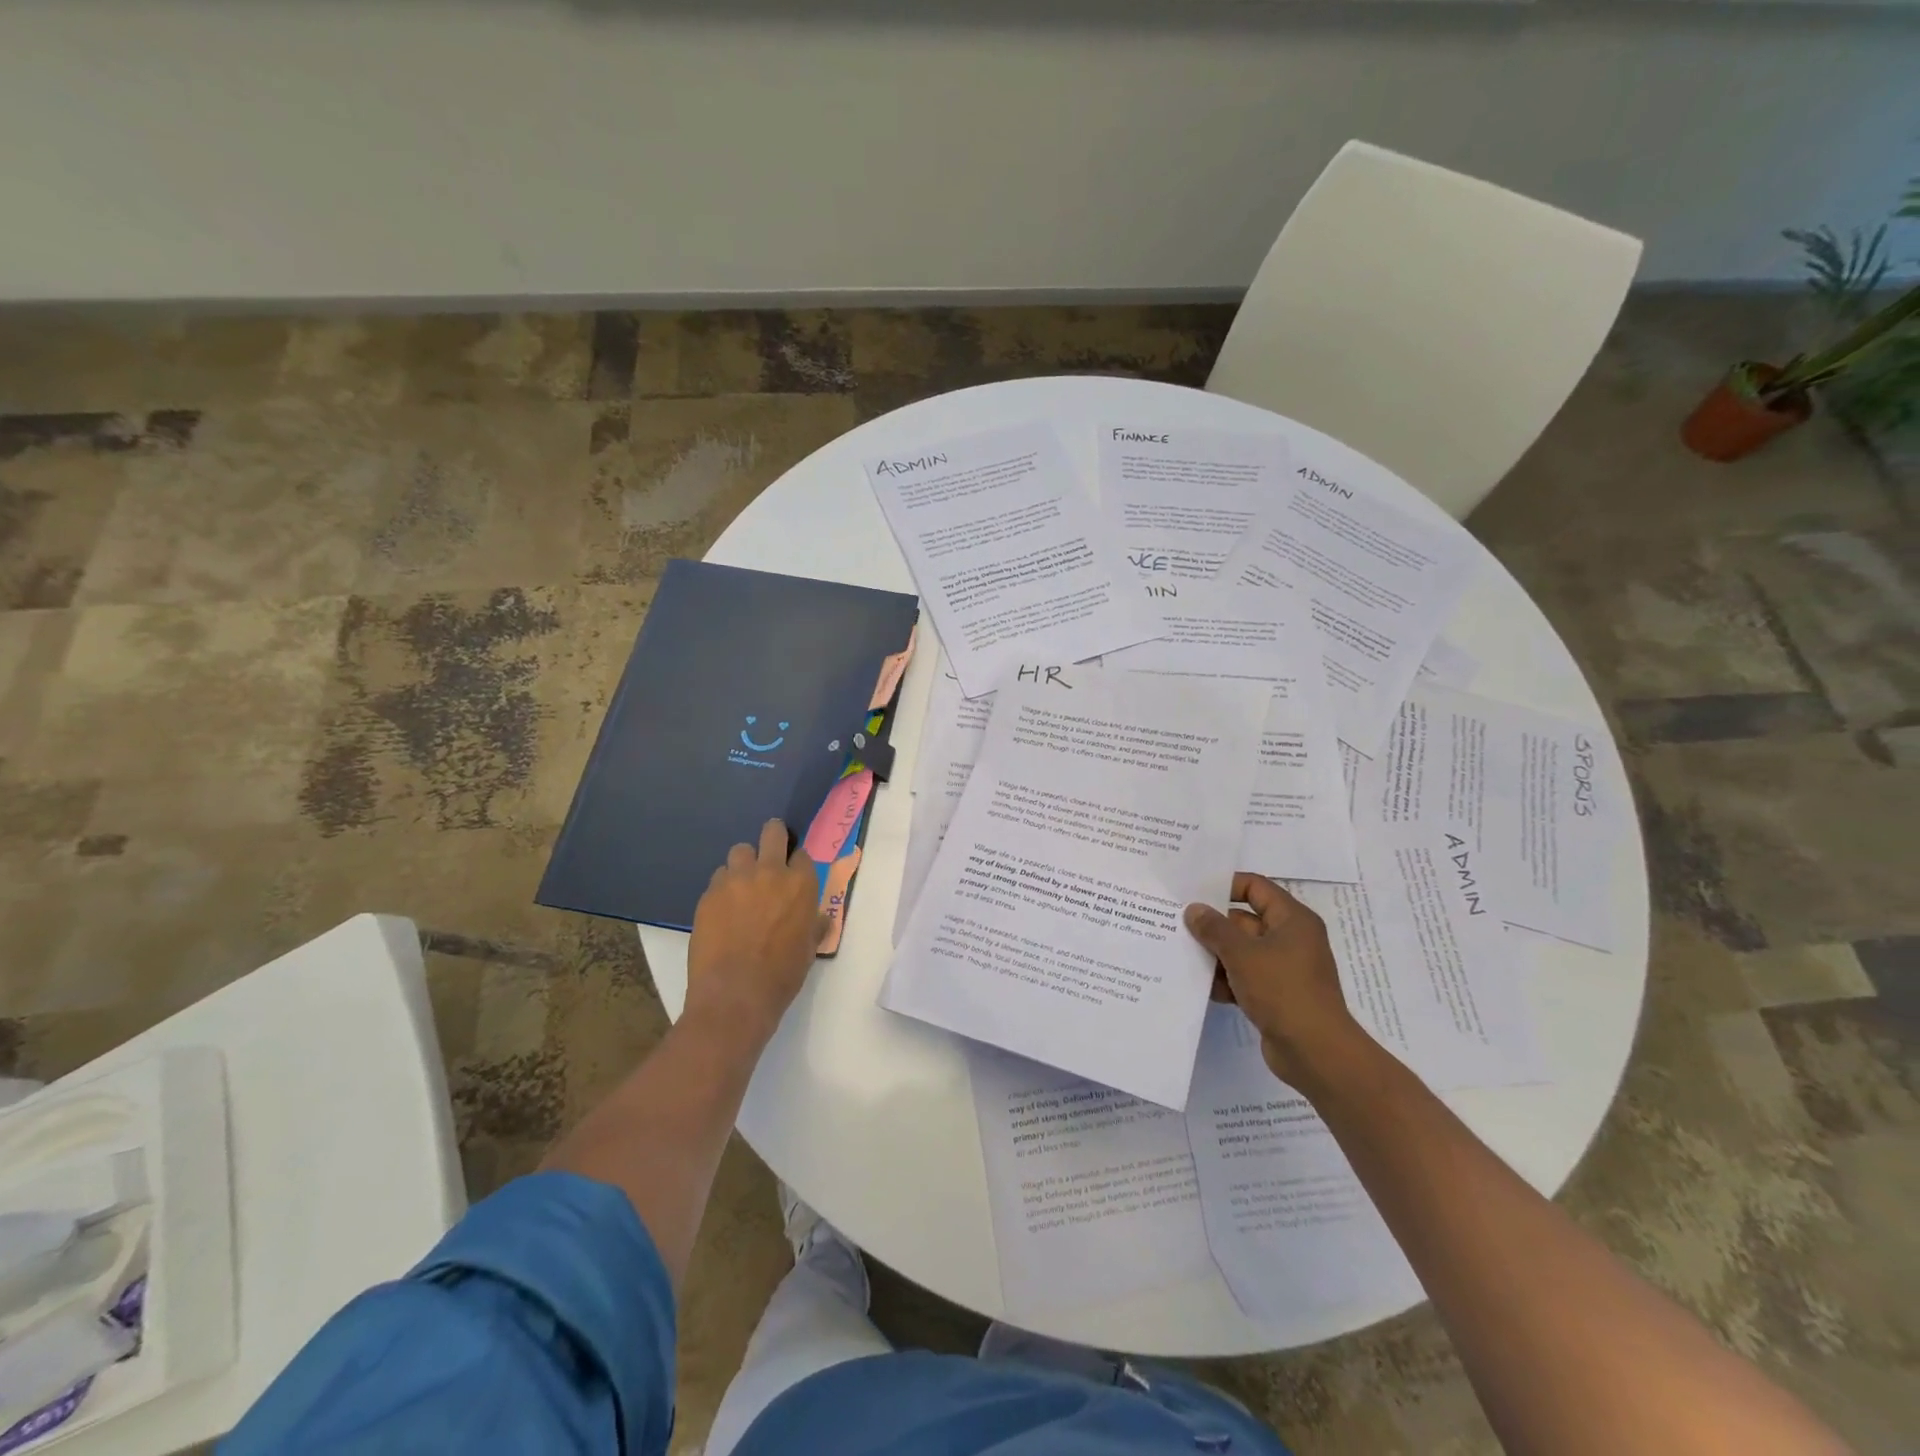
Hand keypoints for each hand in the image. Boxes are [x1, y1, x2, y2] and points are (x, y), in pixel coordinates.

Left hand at [685, 820, 827, 1044]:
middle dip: (773, 838)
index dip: (796, 863)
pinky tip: (723, 909)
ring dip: (744, 863)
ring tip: (742, 884)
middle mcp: (769, 872)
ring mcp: (736, 880)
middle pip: (772, 832)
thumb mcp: (809, 949)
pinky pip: (718, 877)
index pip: (801, 854)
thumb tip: (819, 919)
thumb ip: (814, 925)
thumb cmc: (782, 975)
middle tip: (770, 854)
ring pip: (740, 851)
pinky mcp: (709, 894)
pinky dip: (723, 887)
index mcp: (800, 884)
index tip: (792, 875)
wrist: (735, 995)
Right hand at [1184, 873, 1370, 1086]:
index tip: (1193, 893)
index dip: (1225, 886)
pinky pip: (1245, 977)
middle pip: (1244, 921)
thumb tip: (1194, 910)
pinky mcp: (1276, 995)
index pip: (1255, 887)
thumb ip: (1214, 928)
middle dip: (1213, 926)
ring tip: (1182, 957)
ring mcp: (1283, 968)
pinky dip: (1226, 980)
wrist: (1315, 1052)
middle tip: (1177, 926)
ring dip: (1215, 956)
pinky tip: (1202, 988)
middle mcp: (1290, 939)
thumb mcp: (1242, 954)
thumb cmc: (1282, 990)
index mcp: (1291, 920)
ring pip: (1241, 951)